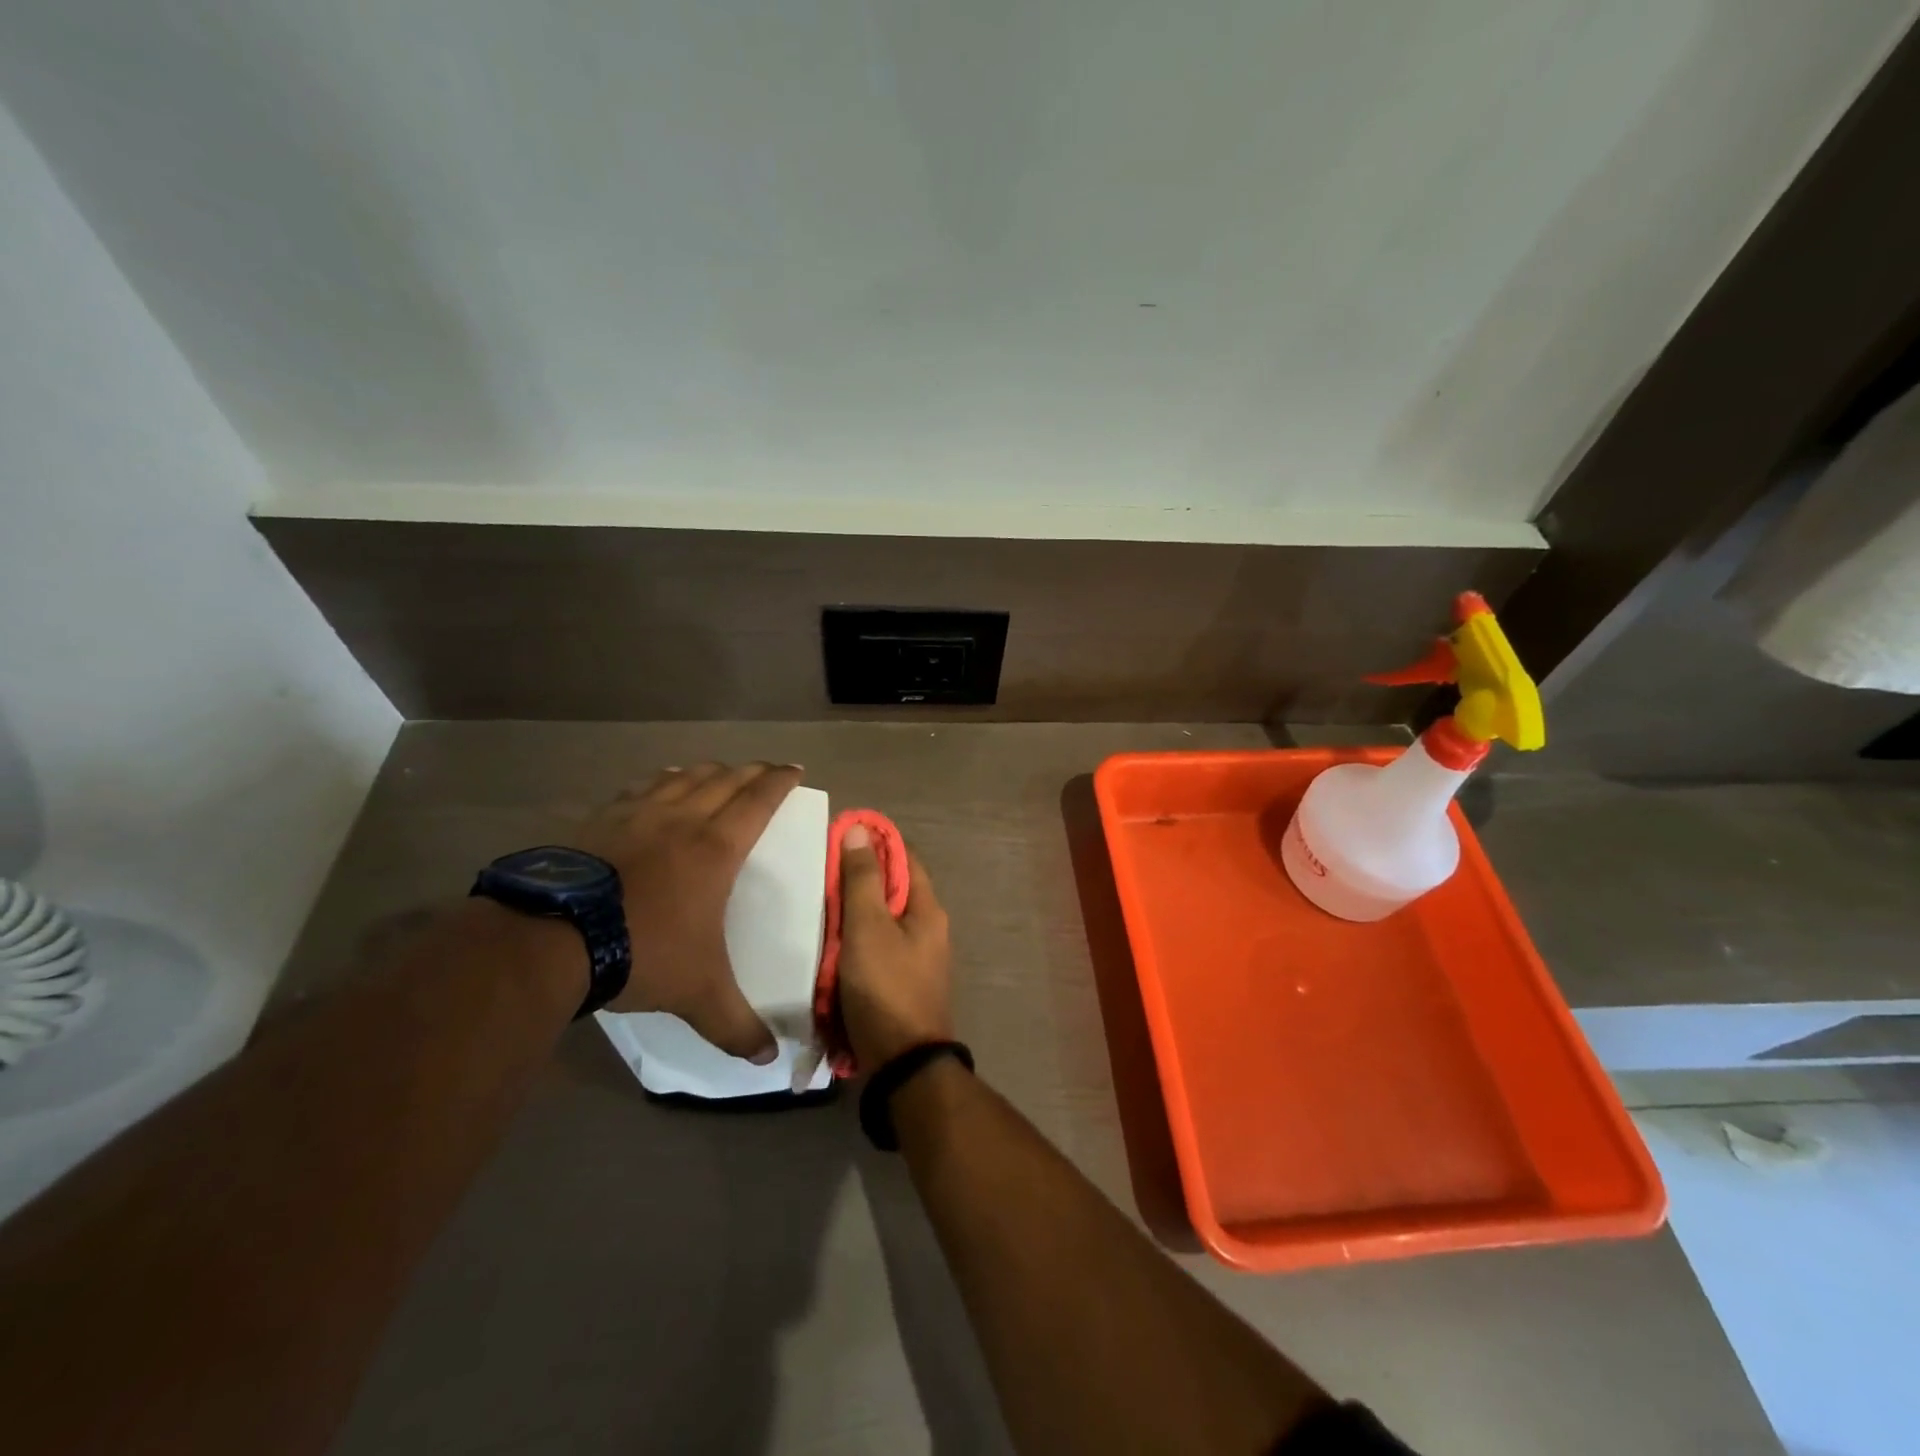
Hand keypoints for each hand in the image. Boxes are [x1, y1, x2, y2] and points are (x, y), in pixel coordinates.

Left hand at [573, 762, 801, 1061]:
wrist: (551, 938)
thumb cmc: (641, 952)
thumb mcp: (698, 993)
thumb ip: (736, 1025)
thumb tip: (768, 1061)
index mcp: (716, 848)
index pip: (759, 800)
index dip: (780, 781)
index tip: (795, 770)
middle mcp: (682, 819)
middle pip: (724, 779)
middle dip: (751, 771)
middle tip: (766, 769)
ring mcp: (636, 814)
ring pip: (682, 776)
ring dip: (707, 770)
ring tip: (717, 770)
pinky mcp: (599, 820)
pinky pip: (639, 788)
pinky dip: (659, 780)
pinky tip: (657, 784)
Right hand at [837, 825, 953, 1069]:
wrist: (903, 1065)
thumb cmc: (886, 988)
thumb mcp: (868, 928)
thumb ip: (862, 880)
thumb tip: (859, 829)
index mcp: (927, 909)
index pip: (904, 857)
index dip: (875, 842)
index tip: (840, 834)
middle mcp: (927, 929)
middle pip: (891, 889)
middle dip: (858, 878)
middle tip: (817, 870)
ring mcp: (915, 958)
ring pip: (880, 920)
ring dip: (852, 912)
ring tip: (814, 902)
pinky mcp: (899, 982)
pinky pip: (874, 948)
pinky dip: (852, 941)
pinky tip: (826, 943)